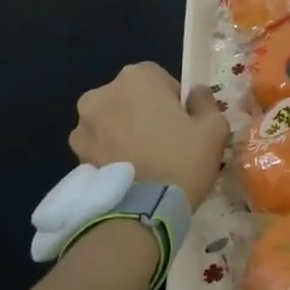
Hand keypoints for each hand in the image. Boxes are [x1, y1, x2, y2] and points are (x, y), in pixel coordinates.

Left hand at [68, 63, 229, 211]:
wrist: (142, 211)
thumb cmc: (183, 159)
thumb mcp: (214, 128)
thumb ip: (206, 102)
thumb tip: (196, 94)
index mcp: (136, 78)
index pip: (159, 77)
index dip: (174, 99)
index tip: (185, 122)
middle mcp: (102, 94)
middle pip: (131, 97)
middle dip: (146, 113)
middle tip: (167, 141)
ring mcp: (83, 125)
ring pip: (113, 121)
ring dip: (126, 132)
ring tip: (147, 160)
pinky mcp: (75, 154)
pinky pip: (100, 145)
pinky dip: (112, 153)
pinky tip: (131, 173)